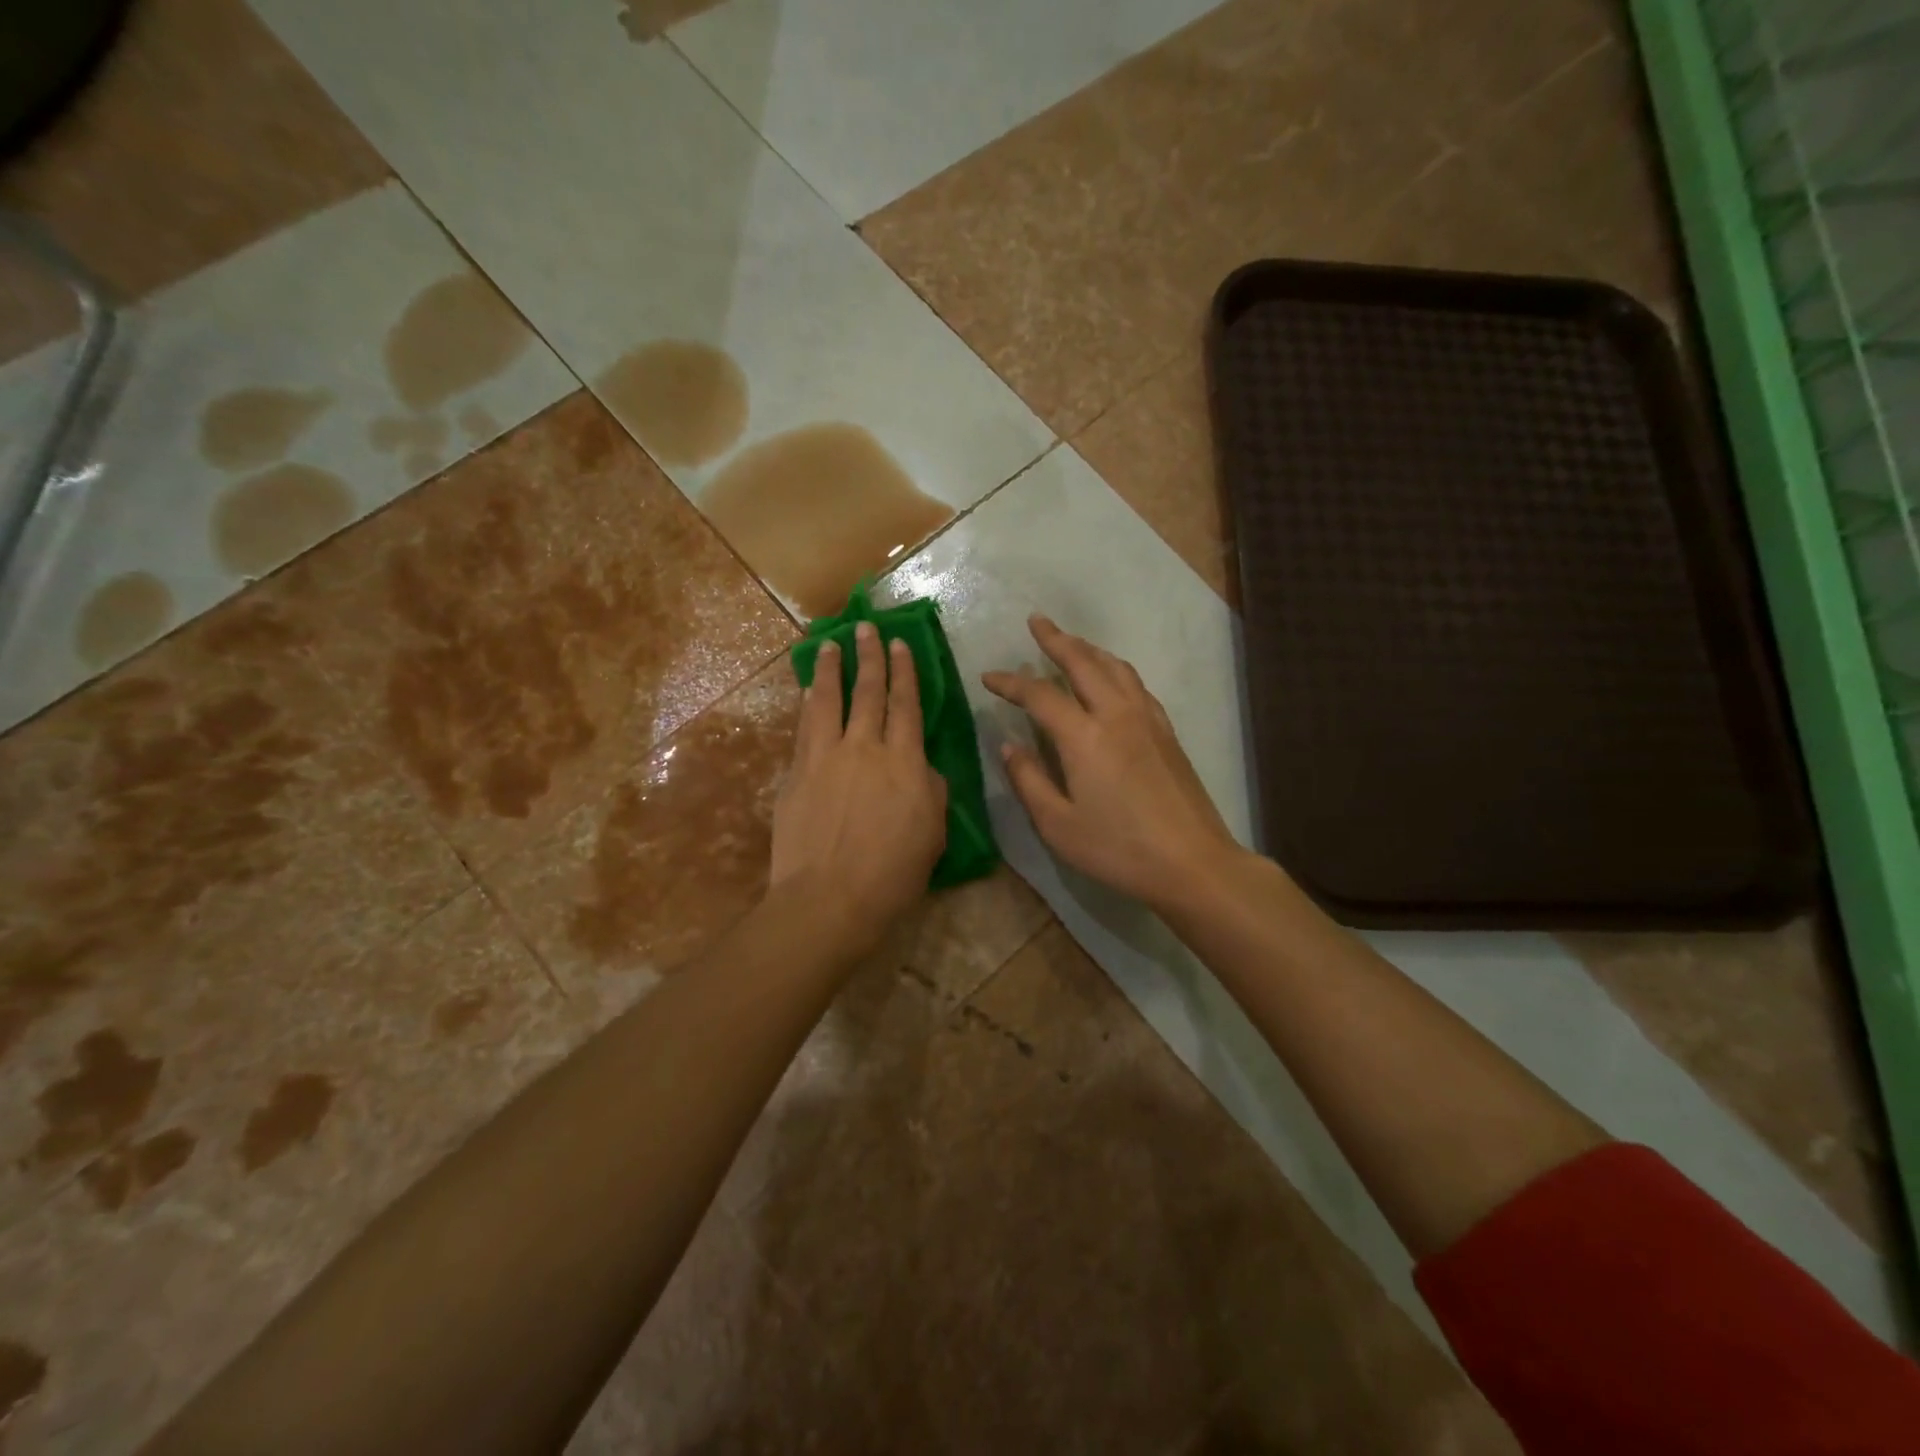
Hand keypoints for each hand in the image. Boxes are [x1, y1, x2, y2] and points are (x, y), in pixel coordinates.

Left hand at [772, 622, 947, 950]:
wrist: (830, 897)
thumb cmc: (893, 873)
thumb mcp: (932, 832)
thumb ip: (930, 790)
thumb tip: (920, 767)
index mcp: (905, 761)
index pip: (906, 705)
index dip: (904, 672)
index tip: (898, 644)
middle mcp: (864, 747)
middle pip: (868, 693)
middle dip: (869, 657)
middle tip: (866, 628)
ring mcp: (825, 757)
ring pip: (828, 701)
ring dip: (830, 670)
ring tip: (829, 645)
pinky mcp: (797, 774)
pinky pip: (804, 729)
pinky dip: (808, 706)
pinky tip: (807, 693)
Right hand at [983, 615, 1242, 910]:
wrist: (1192, 862)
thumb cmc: (1118, 849)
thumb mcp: (1058, 825)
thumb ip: (1029, 781)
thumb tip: (1009, 746)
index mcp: (1084, 737)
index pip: (1039, 695)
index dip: (1011, 682)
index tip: (989, 677)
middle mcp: (1116, 715)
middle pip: (1083, 663)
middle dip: (1056, 639)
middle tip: (1036, 622)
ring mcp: (1147, 720)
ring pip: (1115, 667)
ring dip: (1088, 648)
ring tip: (1070, 641)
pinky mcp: (1166, 731)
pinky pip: (1136, 684)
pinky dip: (1115, 669)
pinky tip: (1111, 678)